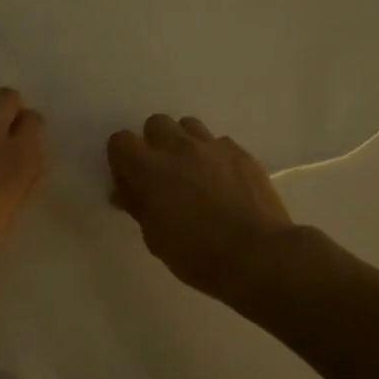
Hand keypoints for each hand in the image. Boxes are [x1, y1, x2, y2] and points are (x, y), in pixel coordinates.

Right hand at [108, 114, 295, 298]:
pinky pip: (219, 143)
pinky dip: (214, 157)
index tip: (130, 180)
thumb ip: (138, 206)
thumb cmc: (197, 254)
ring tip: (193, 172)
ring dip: (184, 144)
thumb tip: (126, 192)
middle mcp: (179, 148)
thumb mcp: (155, 238)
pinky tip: (223, 181)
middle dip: (153, 143)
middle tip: (162, 174)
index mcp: (150, 169)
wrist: (257, 255)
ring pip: (189, 126)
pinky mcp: (241, 153)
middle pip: (156, 123)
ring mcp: (213, 147)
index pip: (121, 141)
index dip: (122, 158)